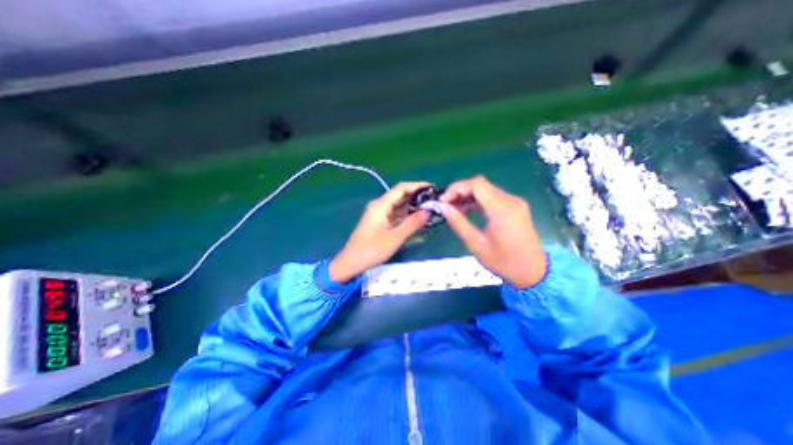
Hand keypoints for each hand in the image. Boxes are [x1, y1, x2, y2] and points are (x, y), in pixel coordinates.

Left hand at [328, 180, 431, 281]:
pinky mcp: (380, 222)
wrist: (351, 262)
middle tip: (434, 201)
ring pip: (398, 205)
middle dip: (417, 196)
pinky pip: (395, 214)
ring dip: (412, 206)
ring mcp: (379, 214)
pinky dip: (406, 214)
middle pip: (400, 195)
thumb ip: (412, 223)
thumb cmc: (371, 250)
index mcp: (381, 205)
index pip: (401, 188)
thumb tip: (428, 211)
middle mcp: (379, 206)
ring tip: (429, 208)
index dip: (417, 186)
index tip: (432, 188)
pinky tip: (417, 218)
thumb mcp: (395, 237)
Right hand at [441, 174, 544, 288]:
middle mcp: (510, 200)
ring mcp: (514, 202)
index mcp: (502, 209)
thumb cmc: (504, 262)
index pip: (476, 184)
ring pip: (485, 189)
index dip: (456, 188)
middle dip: (460, 191)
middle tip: (446, 206)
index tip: (443, 201)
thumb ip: (459, 223)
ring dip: (467, 196)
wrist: (533, 272)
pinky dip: (477, 201)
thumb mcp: (476, 245)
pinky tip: (467, 210)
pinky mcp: (514, 207)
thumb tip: (443, 207)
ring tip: (454, 209)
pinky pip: (492, 197)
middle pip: (480, 185)